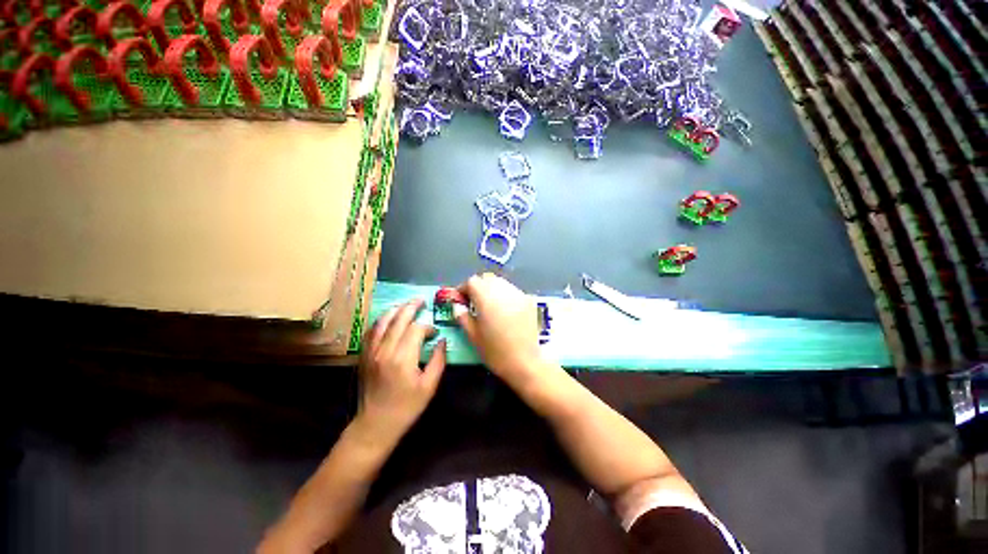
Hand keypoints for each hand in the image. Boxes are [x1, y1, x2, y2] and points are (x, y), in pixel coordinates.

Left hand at [357, 300, 446, 440]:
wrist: (376, 424)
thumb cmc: (406, 407)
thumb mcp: (429, 386)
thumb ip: (438, 360)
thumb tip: (442, 341)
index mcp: (403, 358)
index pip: (415, 329)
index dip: (427, 327)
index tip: (434, 333)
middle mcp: (385, 350)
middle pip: (398, 319)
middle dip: (411, 307)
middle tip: (421, 300)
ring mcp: (371, 352)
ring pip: (382, 322)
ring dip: (395, 310)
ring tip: (406, 304)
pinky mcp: (364, 355)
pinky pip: (371, 331)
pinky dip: (380, 320)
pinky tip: (388, 318)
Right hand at [456, 274, 544, 387]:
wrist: (525, 362)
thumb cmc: (495, 351)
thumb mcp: (473, 336)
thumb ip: (463, 317)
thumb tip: (457, 306)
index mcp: (486, 297)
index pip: (472, 281)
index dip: (464, 289)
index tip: (460, 301)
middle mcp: (503, 290)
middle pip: (487, 278)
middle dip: (478, 287)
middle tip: (474, 302)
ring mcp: (518, 294)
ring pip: (501, 283)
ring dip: (492, 289)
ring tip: (489, 306)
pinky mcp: (529, 301)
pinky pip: (513, 291)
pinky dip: (505, 295)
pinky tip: (505, 311)